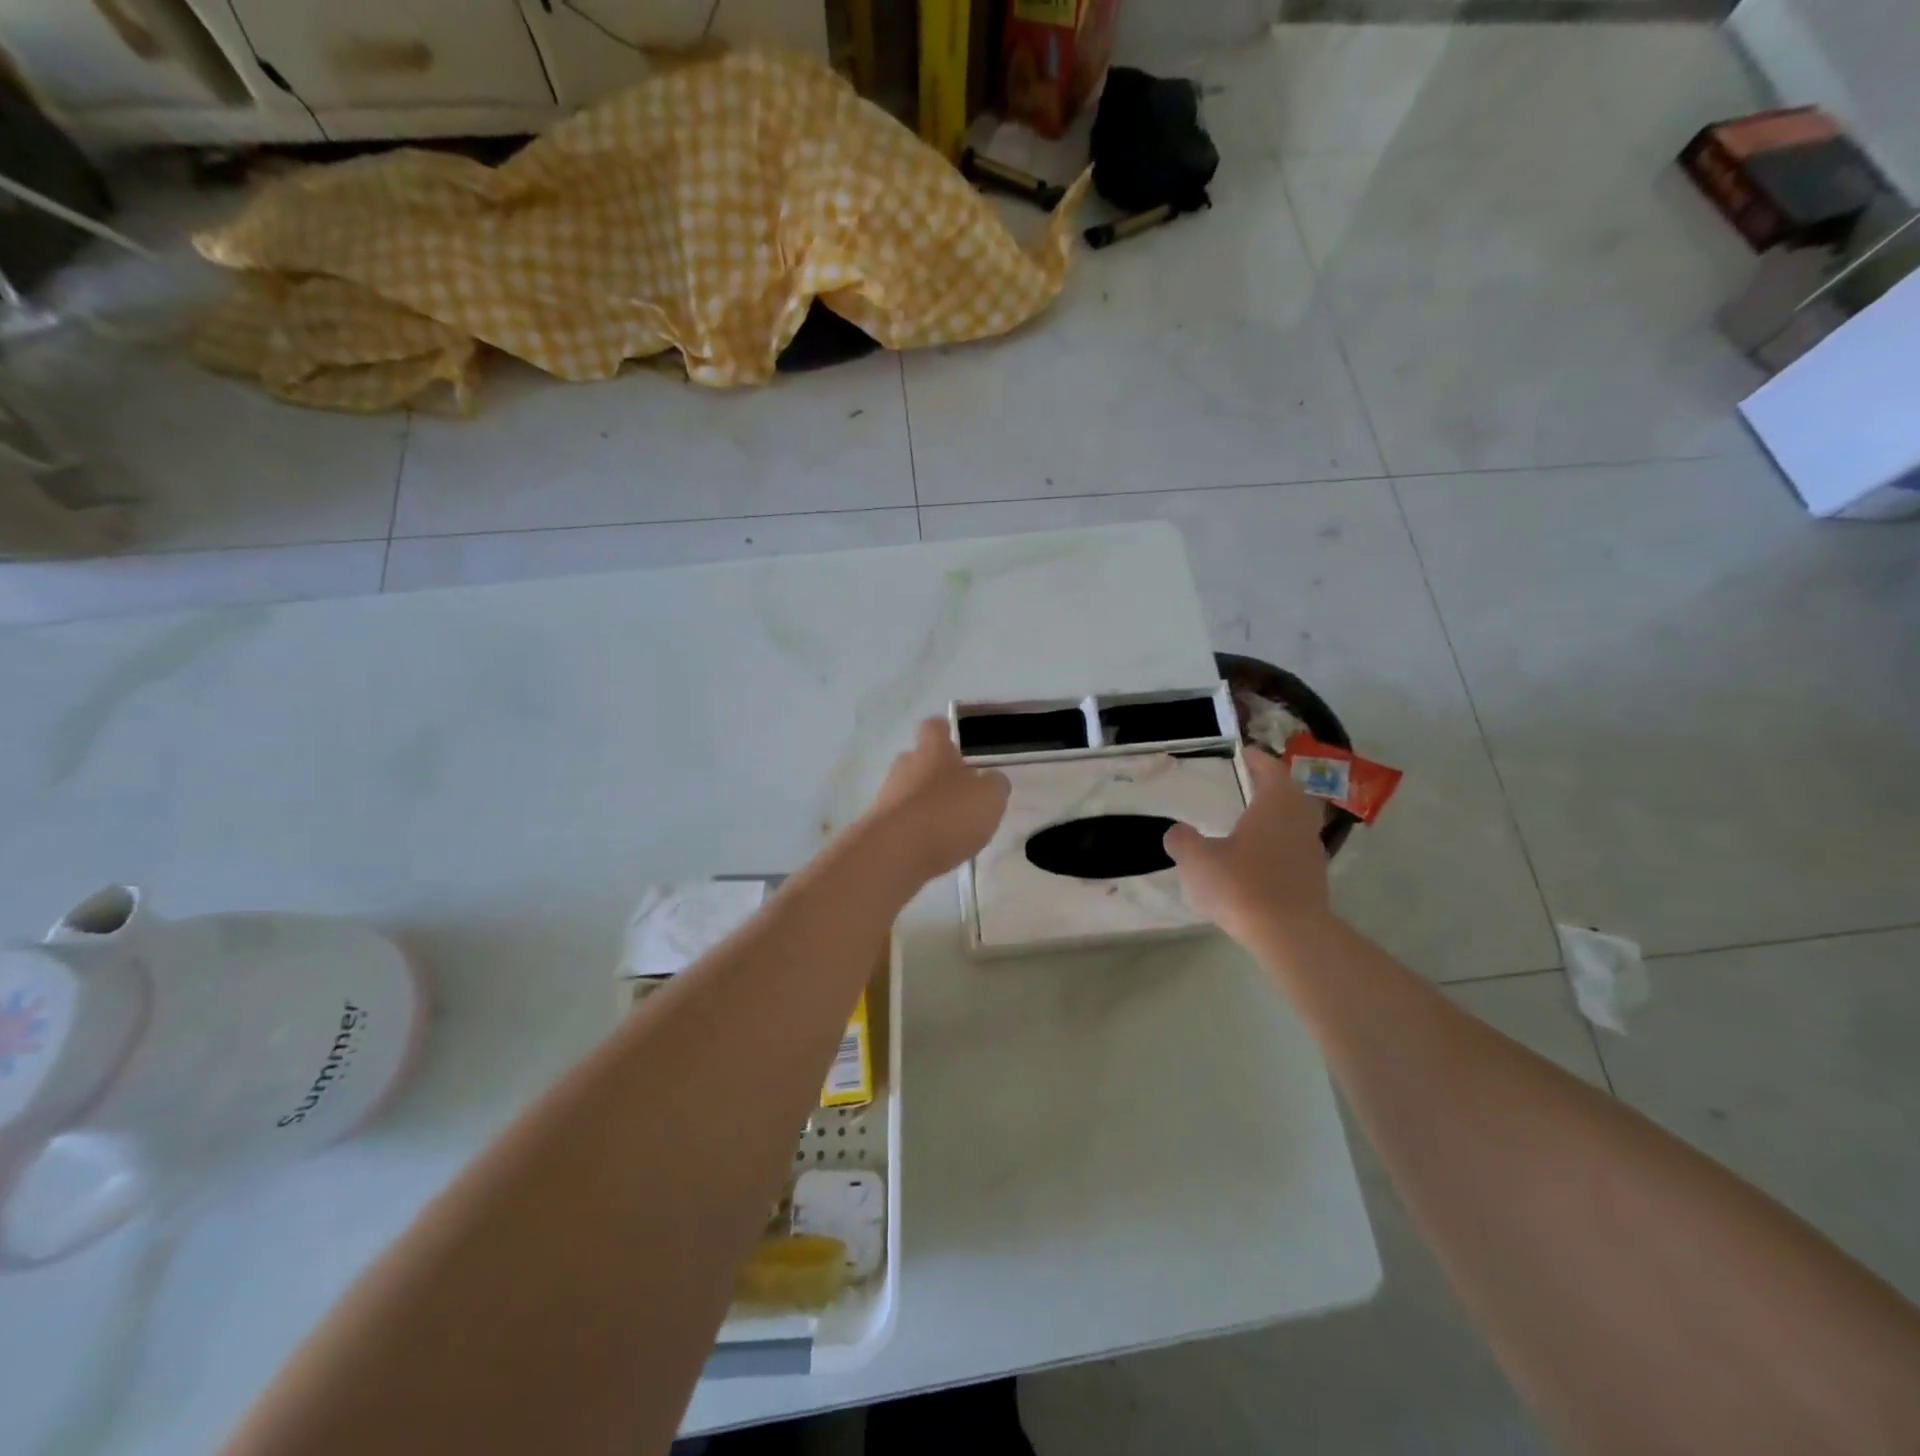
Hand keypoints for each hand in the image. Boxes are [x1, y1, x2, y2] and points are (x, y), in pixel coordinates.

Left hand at [861, 719, 1010, 881]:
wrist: (894, 853)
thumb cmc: (947, 814)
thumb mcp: (990, 797)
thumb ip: (994, 784)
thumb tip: (990, 780)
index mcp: (932, 750)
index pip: (935, 727)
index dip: (946, 733)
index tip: (959, 747)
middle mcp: (905, 766)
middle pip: (920, 761)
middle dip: (939, 775)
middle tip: (962, 795)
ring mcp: (887, 795)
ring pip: (910, 792)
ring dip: (928, 805)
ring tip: (952, 829)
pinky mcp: (878, 825)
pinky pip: (902, 820)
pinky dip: (917, 830)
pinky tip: (933, 848)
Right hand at [1164, 749, 1330, 943]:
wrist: (1289, 935)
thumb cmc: (1242, 885)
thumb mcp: (1197, 860)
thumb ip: (1183, 841)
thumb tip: (1177, 832)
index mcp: (1275, 806)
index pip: (1271, 770)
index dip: (1258, 760)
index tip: (1244, 753)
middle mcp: (1299, 822)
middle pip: (1291, 795)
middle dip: (1272, 787)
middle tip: (1250, 785)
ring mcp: (1311, 852)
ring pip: (1296, 824)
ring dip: (1278, 818)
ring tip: (1251, 823)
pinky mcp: (1314, 881)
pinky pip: (1295, 852)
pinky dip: (1279, 847)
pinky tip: (1258, 861)